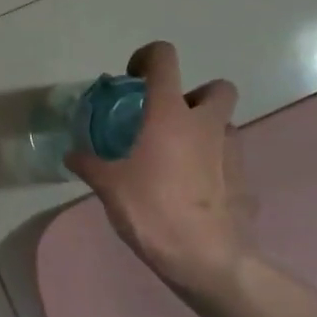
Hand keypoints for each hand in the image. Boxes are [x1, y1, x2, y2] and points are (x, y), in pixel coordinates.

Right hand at [66, 41, 254, 299]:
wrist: (207, 259)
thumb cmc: (153, 210)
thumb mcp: (109, 187)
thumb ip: (89, 164)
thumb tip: (71, 155)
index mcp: (170, 114)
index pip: (164, 58)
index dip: (148, 57)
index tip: (133, 78)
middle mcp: (206, 123)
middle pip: (216, 87)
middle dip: (195, 95)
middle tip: (168, 120)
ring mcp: (232, 151)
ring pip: (225, 125)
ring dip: (205, 131)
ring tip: (178, 159)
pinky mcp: (244, 180)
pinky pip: (229, 160)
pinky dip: (214, 164)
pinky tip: (193, 190)